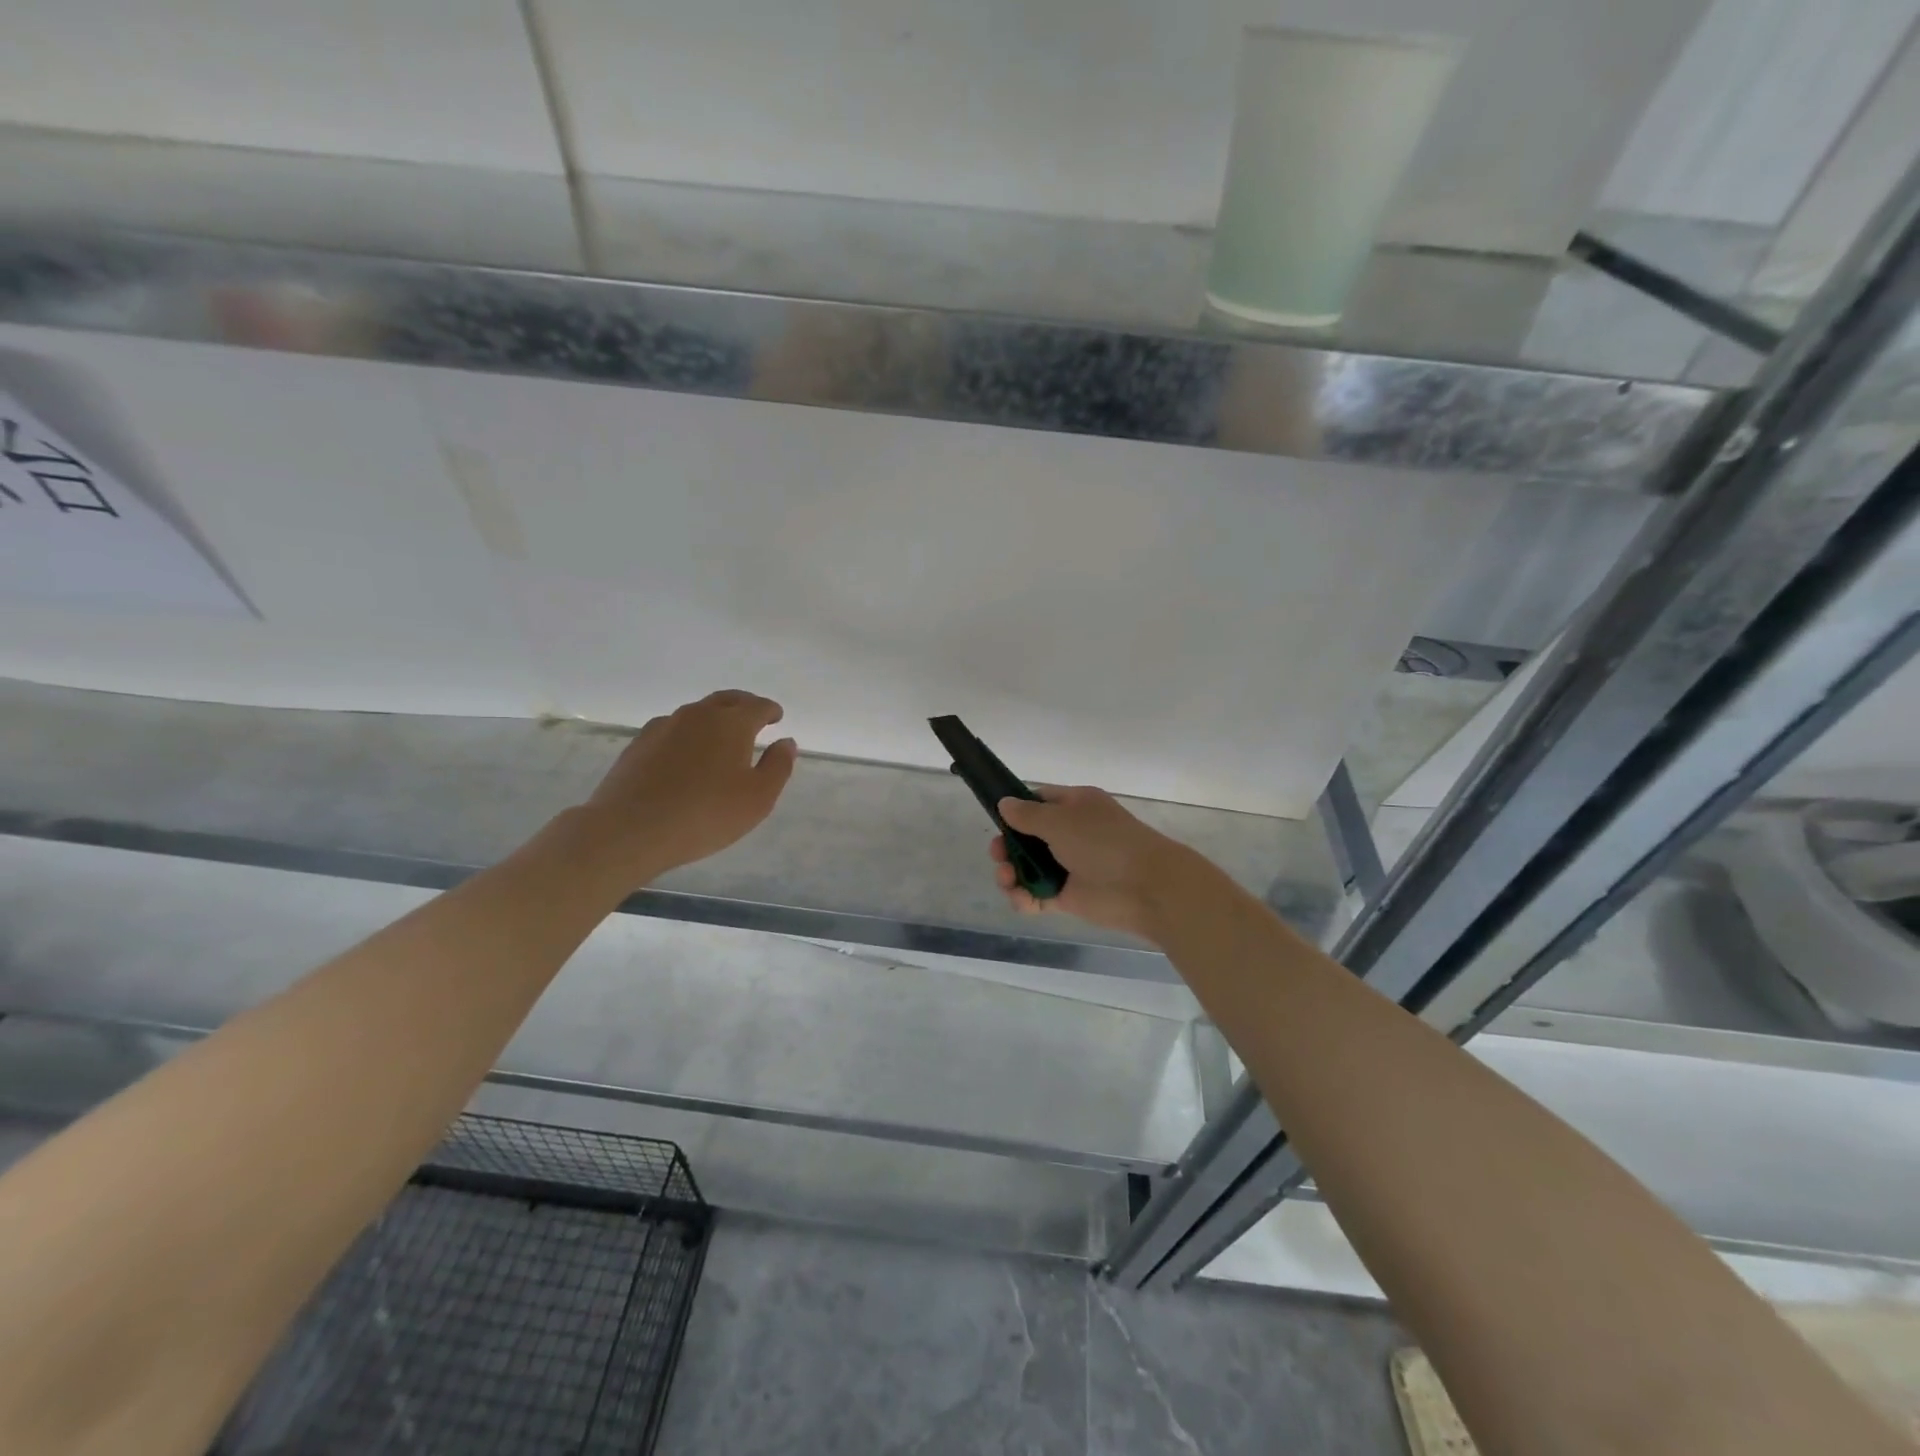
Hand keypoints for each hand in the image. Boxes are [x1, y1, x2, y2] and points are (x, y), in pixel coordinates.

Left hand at [576, 690, 797, 881]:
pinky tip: (685, 755)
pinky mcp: (639, 744)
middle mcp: (698, 715)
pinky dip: (687, 735)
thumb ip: (778, 766)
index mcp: (732, 724)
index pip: (758, 706)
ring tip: (720, 739)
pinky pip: (672, 729)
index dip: (771, 710)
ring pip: (697, 713)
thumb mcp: (758, 798)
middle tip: (753, 718)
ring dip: (713, 720)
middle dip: (744, 706)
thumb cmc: (705, 815)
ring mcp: (664, 726)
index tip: (777, 717)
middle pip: (727, 700)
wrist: (630, 829)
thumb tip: (786, 742)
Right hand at [990, 786, 1198, 941]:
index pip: (1039, 801)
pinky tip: (1021, 898)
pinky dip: (1025, 897)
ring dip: (1012, 873)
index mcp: (1075, 806)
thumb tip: (1004, 804)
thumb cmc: (1103, 843)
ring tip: (1008, 879)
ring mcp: (1069, 866)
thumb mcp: (1061, 820)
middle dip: (1008, 846)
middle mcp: (1071, 833)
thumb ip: (1028, 815)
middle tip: (998, 855)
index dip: (1016, 810)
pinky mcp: (1068, 896)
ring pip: (1029, 867)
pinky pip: (1038, 894)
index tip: (996, 820)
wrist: (1145, 887)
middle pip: (1027, 838)